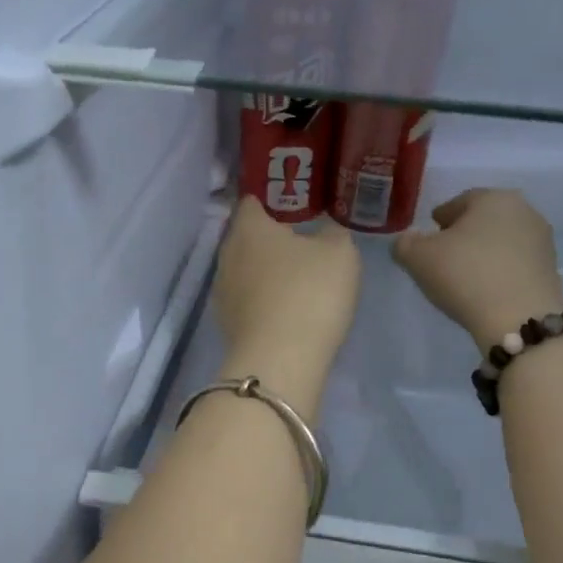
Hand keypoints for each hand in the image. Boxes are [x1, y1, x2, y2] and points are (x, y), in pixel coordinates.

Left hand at [215, 196, 360, 390]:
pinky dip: (263, 302)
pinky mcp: (226, 325)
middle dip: (270, 240)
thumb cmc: (309, 293)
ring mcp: (222, 293)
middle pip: (247, 238)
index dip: (274, 201)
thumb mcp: (340, 253)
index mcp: (249, 228)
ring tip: (296, 281)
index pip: (253, 202)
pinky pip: (247, 302)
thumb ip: (333, 234)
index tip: (296, 207)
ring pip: (245, 272)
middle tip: (302, 244)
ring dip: (266, 273)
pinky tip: (286, 311)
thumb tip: (325, 232)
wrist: (280, 361)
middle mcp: (226, 255)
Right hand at [392, 189, 562, 350]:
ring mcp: (541, 241)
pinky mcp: (550, 270)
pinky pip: (515, 264)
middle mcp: (523, 210)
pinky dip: (499, 271)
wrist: (519, 319)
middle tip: (443, 257)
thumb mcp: (418, 258)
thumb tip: (407, 240)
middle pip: (484, 220)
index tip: (428, 237)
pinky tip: (486, 289)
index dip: (439, 219)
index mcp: (492, 197)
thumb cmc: (465, 276)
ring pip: (502, 241)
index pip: (458, 202)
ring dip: (483, 253)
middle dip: (464, 234)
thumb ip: (405, 244)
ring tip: (464, 276)